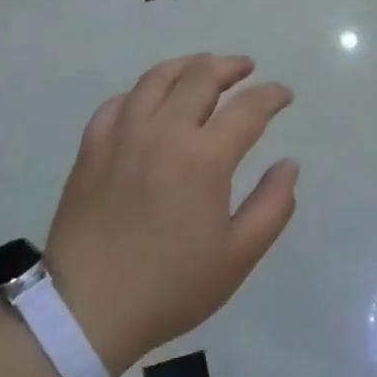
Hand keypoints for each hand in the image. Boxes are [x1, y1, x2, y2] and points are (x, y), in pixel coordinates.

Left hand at [44, 55, 297, 372]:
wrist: (86, 310)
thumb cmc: (170, 287)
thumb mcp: (237, 257)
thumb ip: (272, 206)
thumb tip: (290, 165)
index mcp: (204, 158)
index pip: (248, 107)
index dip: (272, 95)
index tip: (284, 95)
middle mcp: (164, 132)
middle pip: (202, 77)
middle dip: (231, 66)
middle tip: (246, 69)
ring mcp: (122, 135)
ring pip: (157, 78)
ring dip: (187, 66)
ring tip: (203, 67)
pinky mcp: (91, 147)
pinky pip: (118, 102)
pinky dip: (141, 92)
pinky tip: (150, 100)